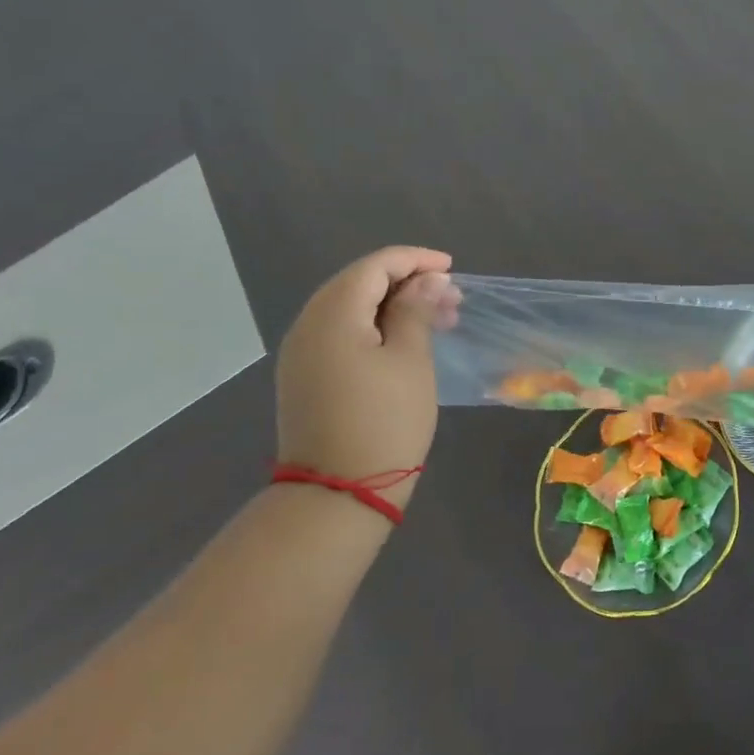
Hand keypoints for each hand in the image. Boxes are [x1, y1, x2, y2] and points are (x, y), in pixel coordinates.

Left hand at [276, 247, 459, 508]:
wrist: (338, 495)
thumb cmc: (384, 421)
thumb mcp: (410, 360)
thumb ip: (416, 310)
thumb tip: (427, 280)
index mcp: (332, 315)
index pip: (374, 267)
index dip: (414, 260)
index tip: (451, 268)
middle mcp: (308, 326)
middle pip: (358, 284)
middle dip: (406, 282)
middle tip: (450, 297)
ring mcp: (302, 353)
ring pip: (351, 309)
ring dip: (393, 306)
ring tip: (438, 319)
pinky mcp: (305, 377)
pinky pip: (342, 334)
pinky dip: (375, 328)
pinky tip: (406, 341)